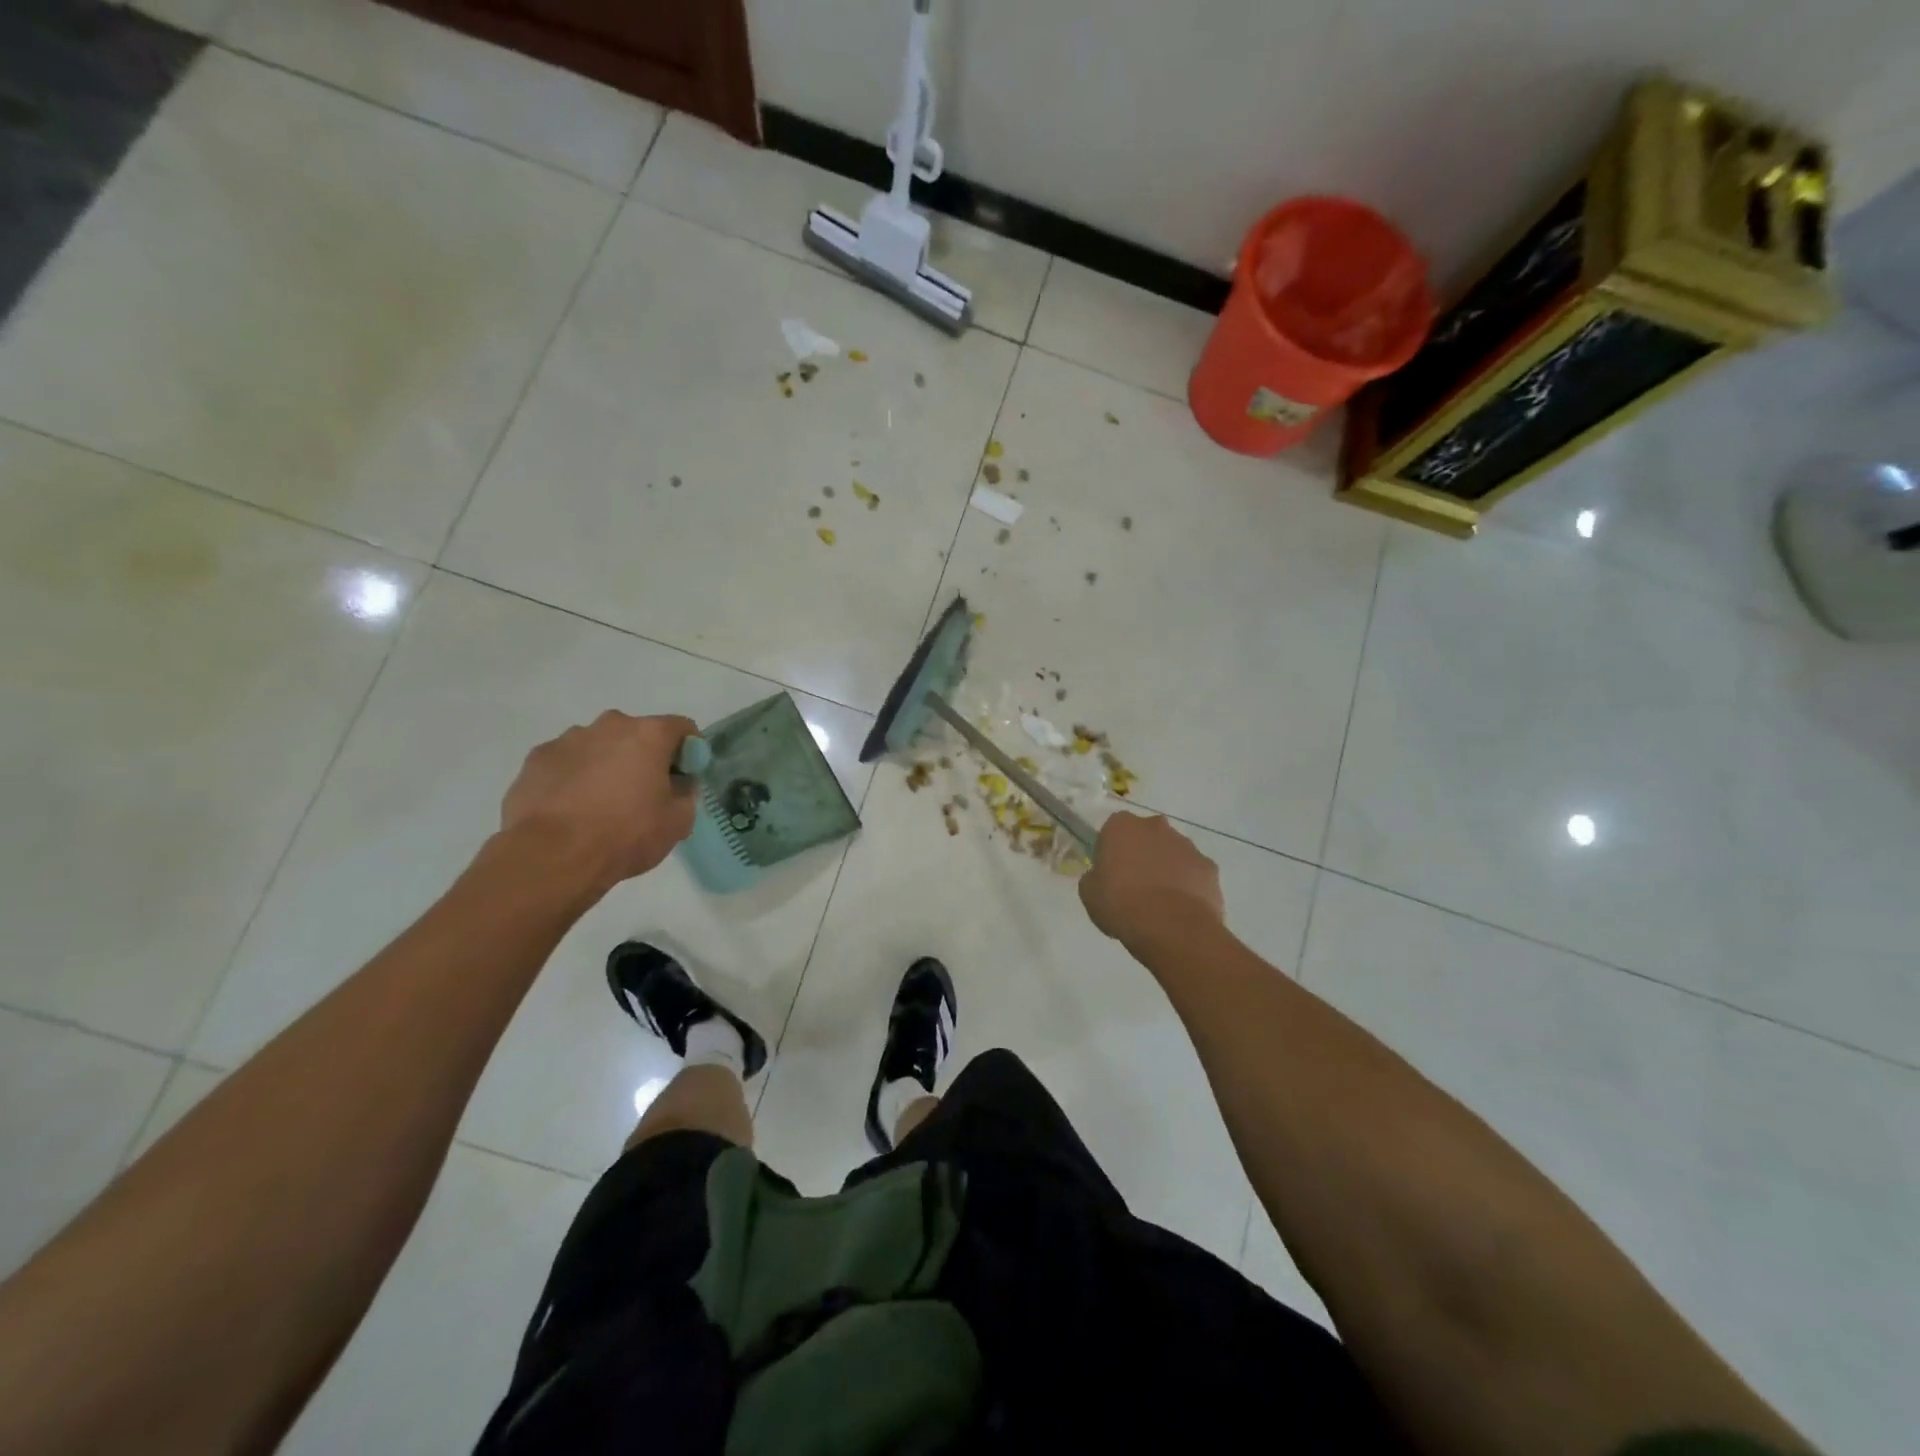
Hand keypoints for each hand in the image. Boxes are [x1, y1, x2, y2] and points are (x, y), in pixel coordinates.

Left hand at [500, 711, 699, 895]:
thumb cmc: (626, 834)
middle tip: (644, 792)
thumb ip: (686, 794)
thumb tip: (679, 784)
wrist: (552, 856)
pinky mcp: (535, 759)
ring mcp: (567, 740)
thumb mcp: (678, 822)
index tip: (686, 776)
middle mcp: (609, 726)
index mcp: (648, 735)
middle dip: (644, 756)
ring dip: (606, 764)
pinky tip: (571, 809)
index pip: (682, 727)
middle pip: (636, 733)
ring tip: (601, 804)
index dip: (690, 750)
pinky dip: (573, 778)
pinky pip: (566, 763)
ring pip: (598, 746)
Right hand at [1079, 812, 1225, 946]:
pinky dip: (1188, 885)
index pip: (1113, 830)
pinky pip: (1194, 872)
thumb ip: (1095, 877)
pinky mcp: (1209, 867)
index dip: (1111, 850)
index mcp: (1122, 826)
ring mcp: (1187, 845)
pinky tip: (1181, 908)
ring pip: (1172, 852)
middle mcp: (1156, 826)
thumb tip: (1102, 877)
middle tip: (1134, 884)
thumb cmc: (1121, 904)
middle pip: (1146, 836)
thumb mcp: (1089, 892)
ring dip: (1166, 868)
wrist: (1171, 927)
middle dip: (1142, 853)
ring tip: (1160, 901)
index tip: (1109, 872)